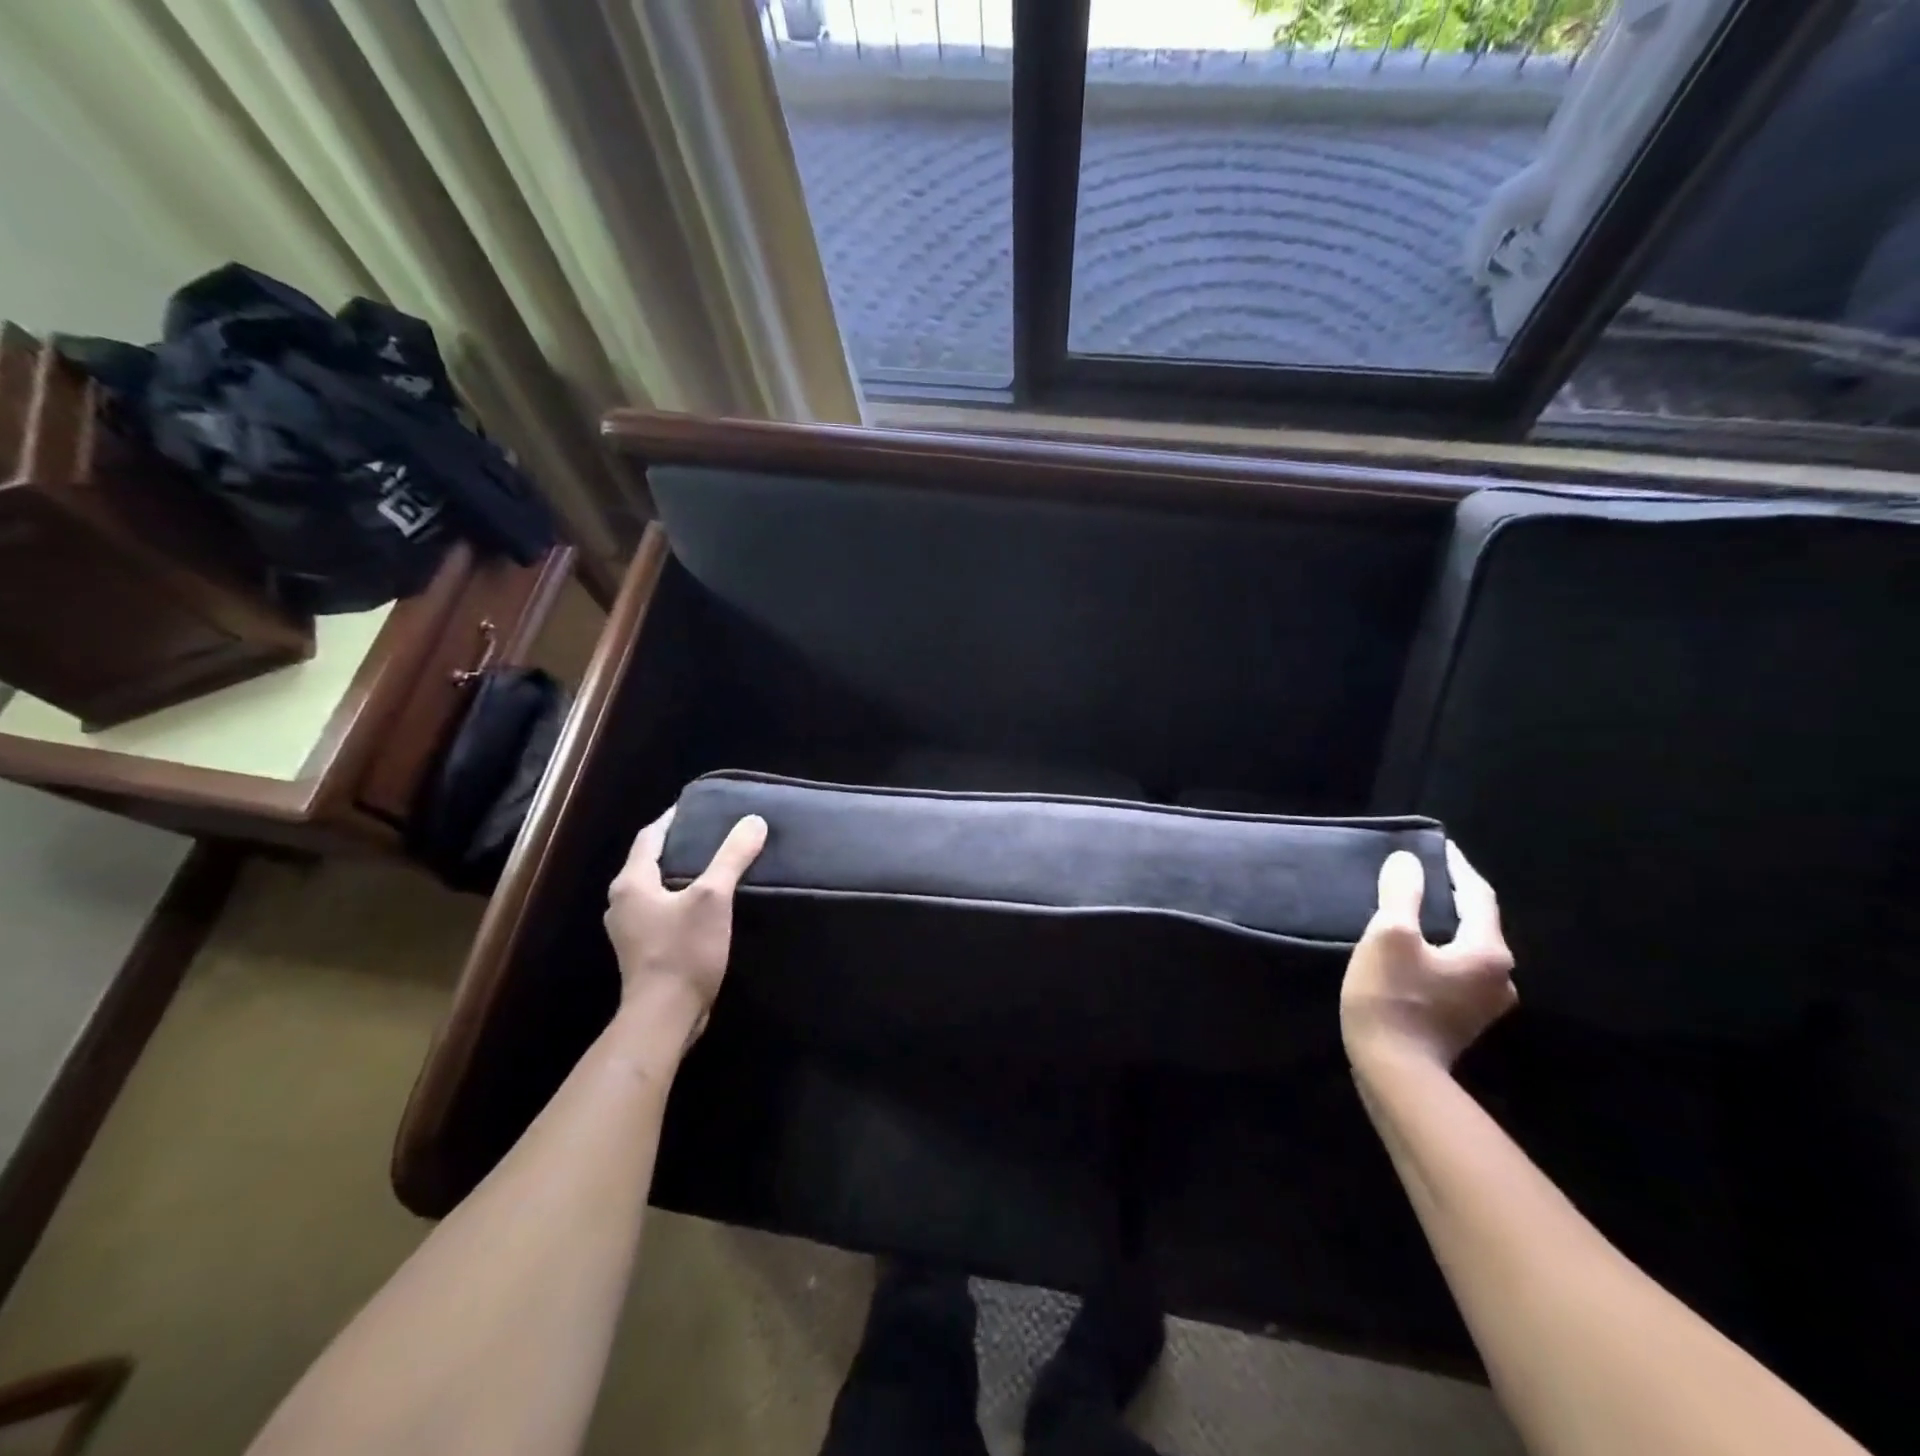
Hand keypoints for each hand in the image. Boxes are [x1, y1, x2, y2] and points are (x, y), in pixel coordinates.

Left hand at [604, 806, 767, 1051]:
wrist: (664, 1018)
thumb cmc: (683, 951)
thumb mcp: (713, 898)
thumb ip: (732, 857)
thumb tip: (753, 821)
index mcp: (631, 883)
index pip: (650, 836)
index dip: (673, 818)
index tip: (698, 806)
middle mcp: (622, 903)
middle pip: (651, 861)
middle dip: (680, 845)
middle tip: (714, 832)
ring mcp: (630, 930)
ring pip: (656, 888)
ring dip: (681, 873)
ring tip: (715, 864)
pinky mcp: (644, 951)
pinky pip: (662, 911)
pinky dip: (681, 899)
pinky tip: (707, 904)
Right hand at [1341, 842, 1515, 1073]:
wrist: (1395, 1070)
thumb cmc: (1392, 997)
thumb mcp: (1389, 936)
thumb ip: (1401, 894)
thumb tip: (1408, 862)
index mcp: (1488, 951)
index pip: (1477, 896)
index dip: (1456, 867)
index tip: (1438, 846)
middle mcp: (1499, 975)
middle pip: (1476, 922)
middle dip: (1450, 896)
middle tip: (1421, 875)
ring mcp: (1485, 1001)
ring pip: (1466, 947)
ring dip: (1443, 925)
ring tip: (1413, 908)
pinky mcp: (1464, 1018)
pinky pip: (1455, 969)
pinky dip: (1438, 950)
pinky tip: (1414, 949)